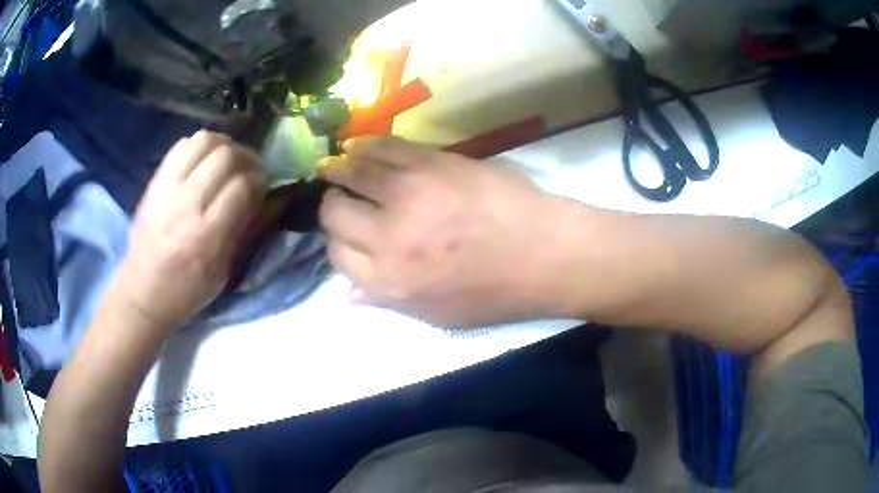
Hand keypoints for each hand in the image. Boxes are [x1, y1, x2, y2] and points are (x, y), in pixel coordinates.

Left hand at [117, 131, 264, 328]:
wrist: (142, 290)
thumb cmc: (186, 289)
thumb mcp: (222, 273)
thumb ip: (241, 231)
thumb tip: (259, 196)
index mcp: (206, 235)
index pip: (242, 186)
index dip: (259, 180)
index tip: (263, 186)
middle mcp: (187, 204)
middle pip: (226, 156)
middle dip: (246, 158)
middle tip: (250, 170)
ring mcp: (168, 188)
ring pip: (204, 141)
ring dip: (224, 145)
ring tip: (229, 159)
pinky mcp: (156, 180)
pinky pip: (182, 145)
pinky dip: (199, 146)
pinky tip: (205, 160)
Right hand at [319, 136, 570, 327]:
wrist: (544, 252)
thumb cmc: (494, 293)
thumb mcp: (437, 316)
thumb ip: (386, 302)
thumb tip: (346, 295)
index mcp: (389, 280)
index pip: (337, 256)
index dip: (337, 245)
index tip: (347, 237)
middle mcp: (388, 236)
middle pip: (335, 214)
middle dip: (332, 207)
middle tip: (341, 201)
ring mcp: (408, 193)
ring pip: (352, 173)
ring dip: (338, 170)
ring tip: (334, 167)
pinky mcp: (431, 162)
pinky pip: (384, 147)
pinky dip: (363, 146)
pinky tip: (355, 146)